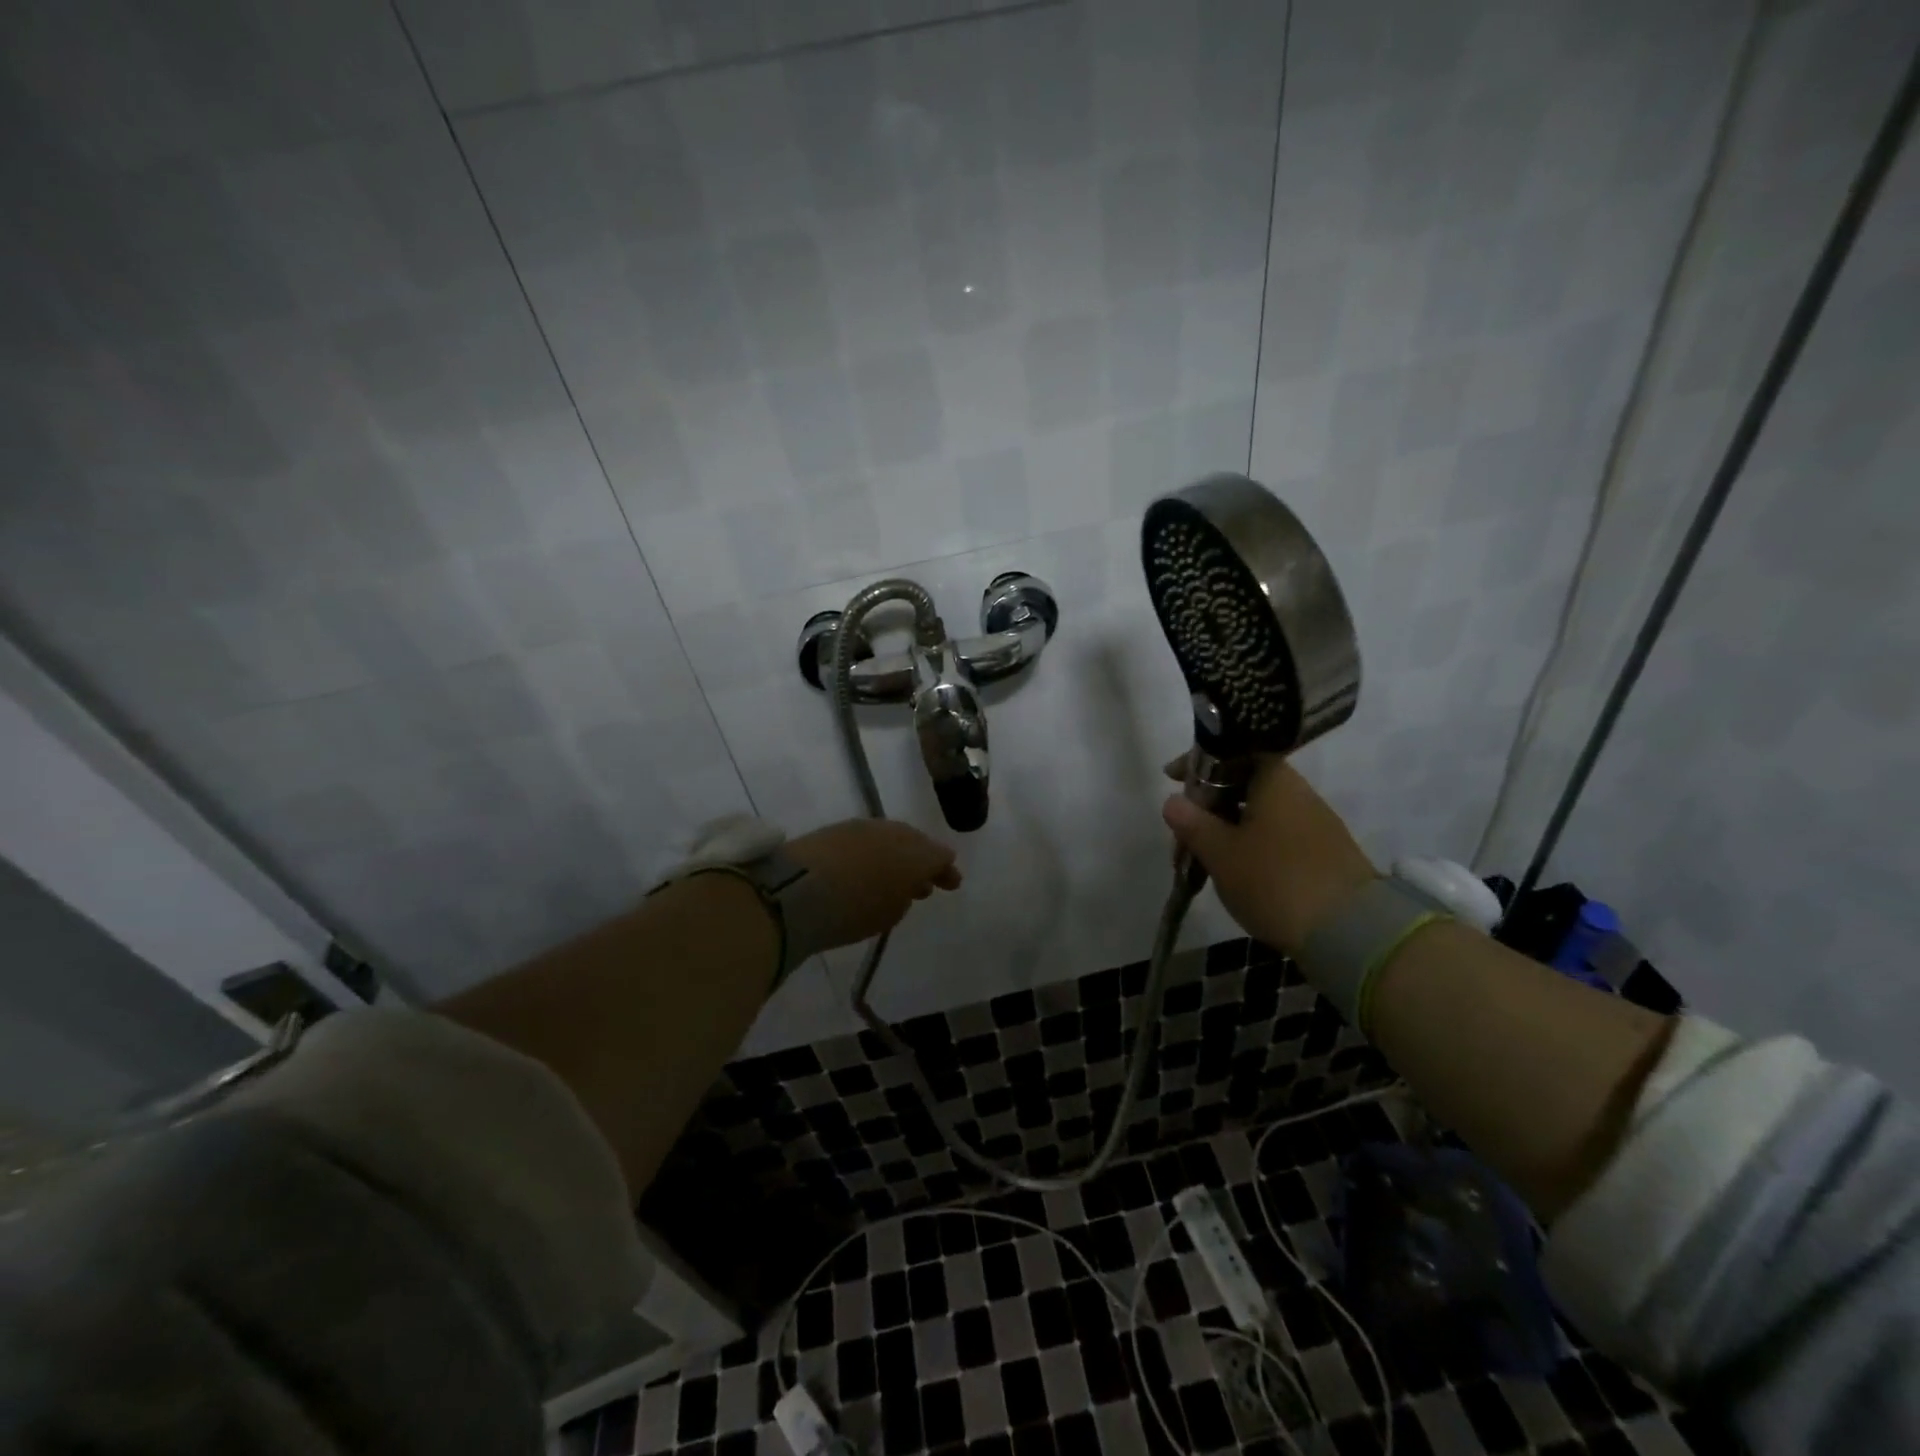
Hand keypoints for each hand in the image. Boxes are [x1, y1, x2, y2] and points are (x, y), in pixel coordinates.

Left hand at [785, 818, 962, 951]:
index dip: (946, 870)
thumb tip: (905, 885)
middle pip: (916, 843)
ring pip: (890, 839)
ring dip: (895, 856)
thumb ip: (904, 896)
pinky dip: (871, 853)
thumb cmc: (854, 909)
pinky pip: (865, 840)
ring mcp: (863, 827)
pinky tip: (866, 869)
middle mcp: (895, 832)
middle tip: (924, 883)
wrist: (799, 889)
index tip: (952, 883)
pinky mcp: (835, 829)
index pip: (940, 857)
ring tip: (894, 878)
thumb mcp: (889, 913)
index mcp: (917, 854)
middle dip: (922, 861)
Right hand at [1162, 754, 1376, 956]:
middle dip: (1208, 804)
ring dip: (1227, 828)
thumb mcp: (1221, 853)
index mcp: (1274, 780)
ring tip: (1203, 859)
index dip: (1198, 762)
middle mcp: (1298, 792)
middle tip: (1182, 833)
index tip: (1171, 778)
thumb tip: (1173, 800)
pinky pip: (1276, 835)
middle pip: (1243, 784)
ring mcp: (1315, 823)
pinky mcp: (1324, 853)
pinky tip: (1235, 871)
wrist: (1350, 932)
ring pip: (1258, 813)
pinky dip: (1249, 845)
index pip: (1231, 752)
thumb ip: (1193, 823)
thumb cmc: (1275, 880)